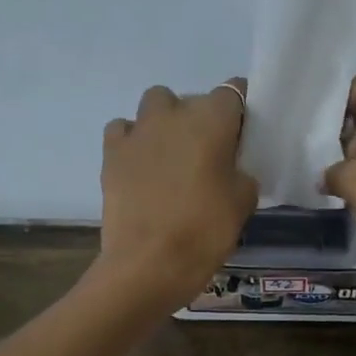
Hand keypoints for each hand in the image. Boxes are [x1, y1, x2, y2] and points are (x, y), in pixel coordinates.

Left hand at [97, 81, 257, 309]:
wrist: (149, 263)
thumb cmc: (205, 231)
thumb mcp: (244, 202)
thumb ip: (241, 174)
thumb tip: (230, 169)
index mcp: (213, 120)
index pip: (233, 91)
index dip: (240, 111)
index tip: (243, 134)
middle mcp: (174, 114)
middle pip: (194, 99)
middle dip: (203, 119)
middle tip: (210, 154)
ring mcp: (138, 131)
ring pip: (156, 104)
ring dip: (166, 121)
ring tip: (172, 154)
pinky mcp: (112, 152)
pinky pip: (124, 129)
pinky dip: (134, 140)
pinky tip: (142, 164)